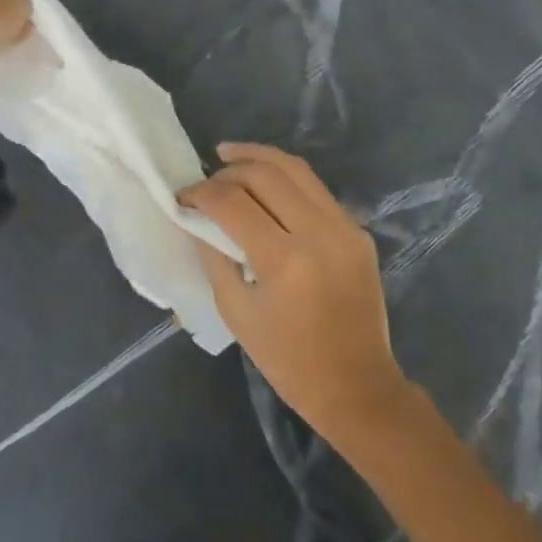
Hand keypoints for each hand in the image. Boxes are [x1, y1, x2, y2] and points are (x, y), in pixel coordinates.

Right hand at [181, 143, 411, 447]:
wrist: (358, 386)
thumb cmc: (288, 360)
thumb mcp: (236, 312)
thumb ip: (214, 256)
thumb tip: (197, 216)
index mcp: (285, 261)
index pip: (233, 203)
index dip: (201, 193)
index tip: (183, 196)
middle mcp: (319, 232)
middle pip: (265, 174)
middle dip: (229, 170)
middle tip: (207, 180)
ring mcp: (344, 227)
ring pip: (296, 169)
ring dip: (259, 157)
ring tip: (230, 155)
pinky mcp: (358, 231)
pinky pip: (315, 189)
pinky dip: (285, 178)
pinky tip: (266, 184)